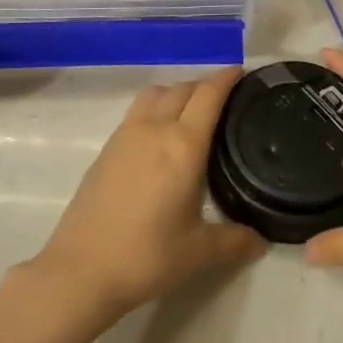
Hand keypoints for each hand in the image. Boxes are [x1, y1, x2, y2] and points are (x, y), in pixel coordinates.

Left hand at [29, 68, 265, 325]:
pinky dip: (155, 108)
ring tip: (191, 112)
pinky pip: (137, 111)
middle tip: (225, 99)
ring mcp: (125, 136)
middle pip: (182, 88)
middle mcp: (154, 129)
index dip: (226, 78)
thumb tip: (261, 240)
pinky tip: (160, 137)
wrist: (81, 270)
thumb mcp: (199, 252)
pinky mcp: (106, 149)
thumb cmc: (147, 256)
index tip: (242, 72)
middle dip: (205, 85)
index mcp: (183, 145)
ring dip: (176, 92)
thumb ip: (235, 241)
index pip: (208, 95)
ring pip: (155, 94)